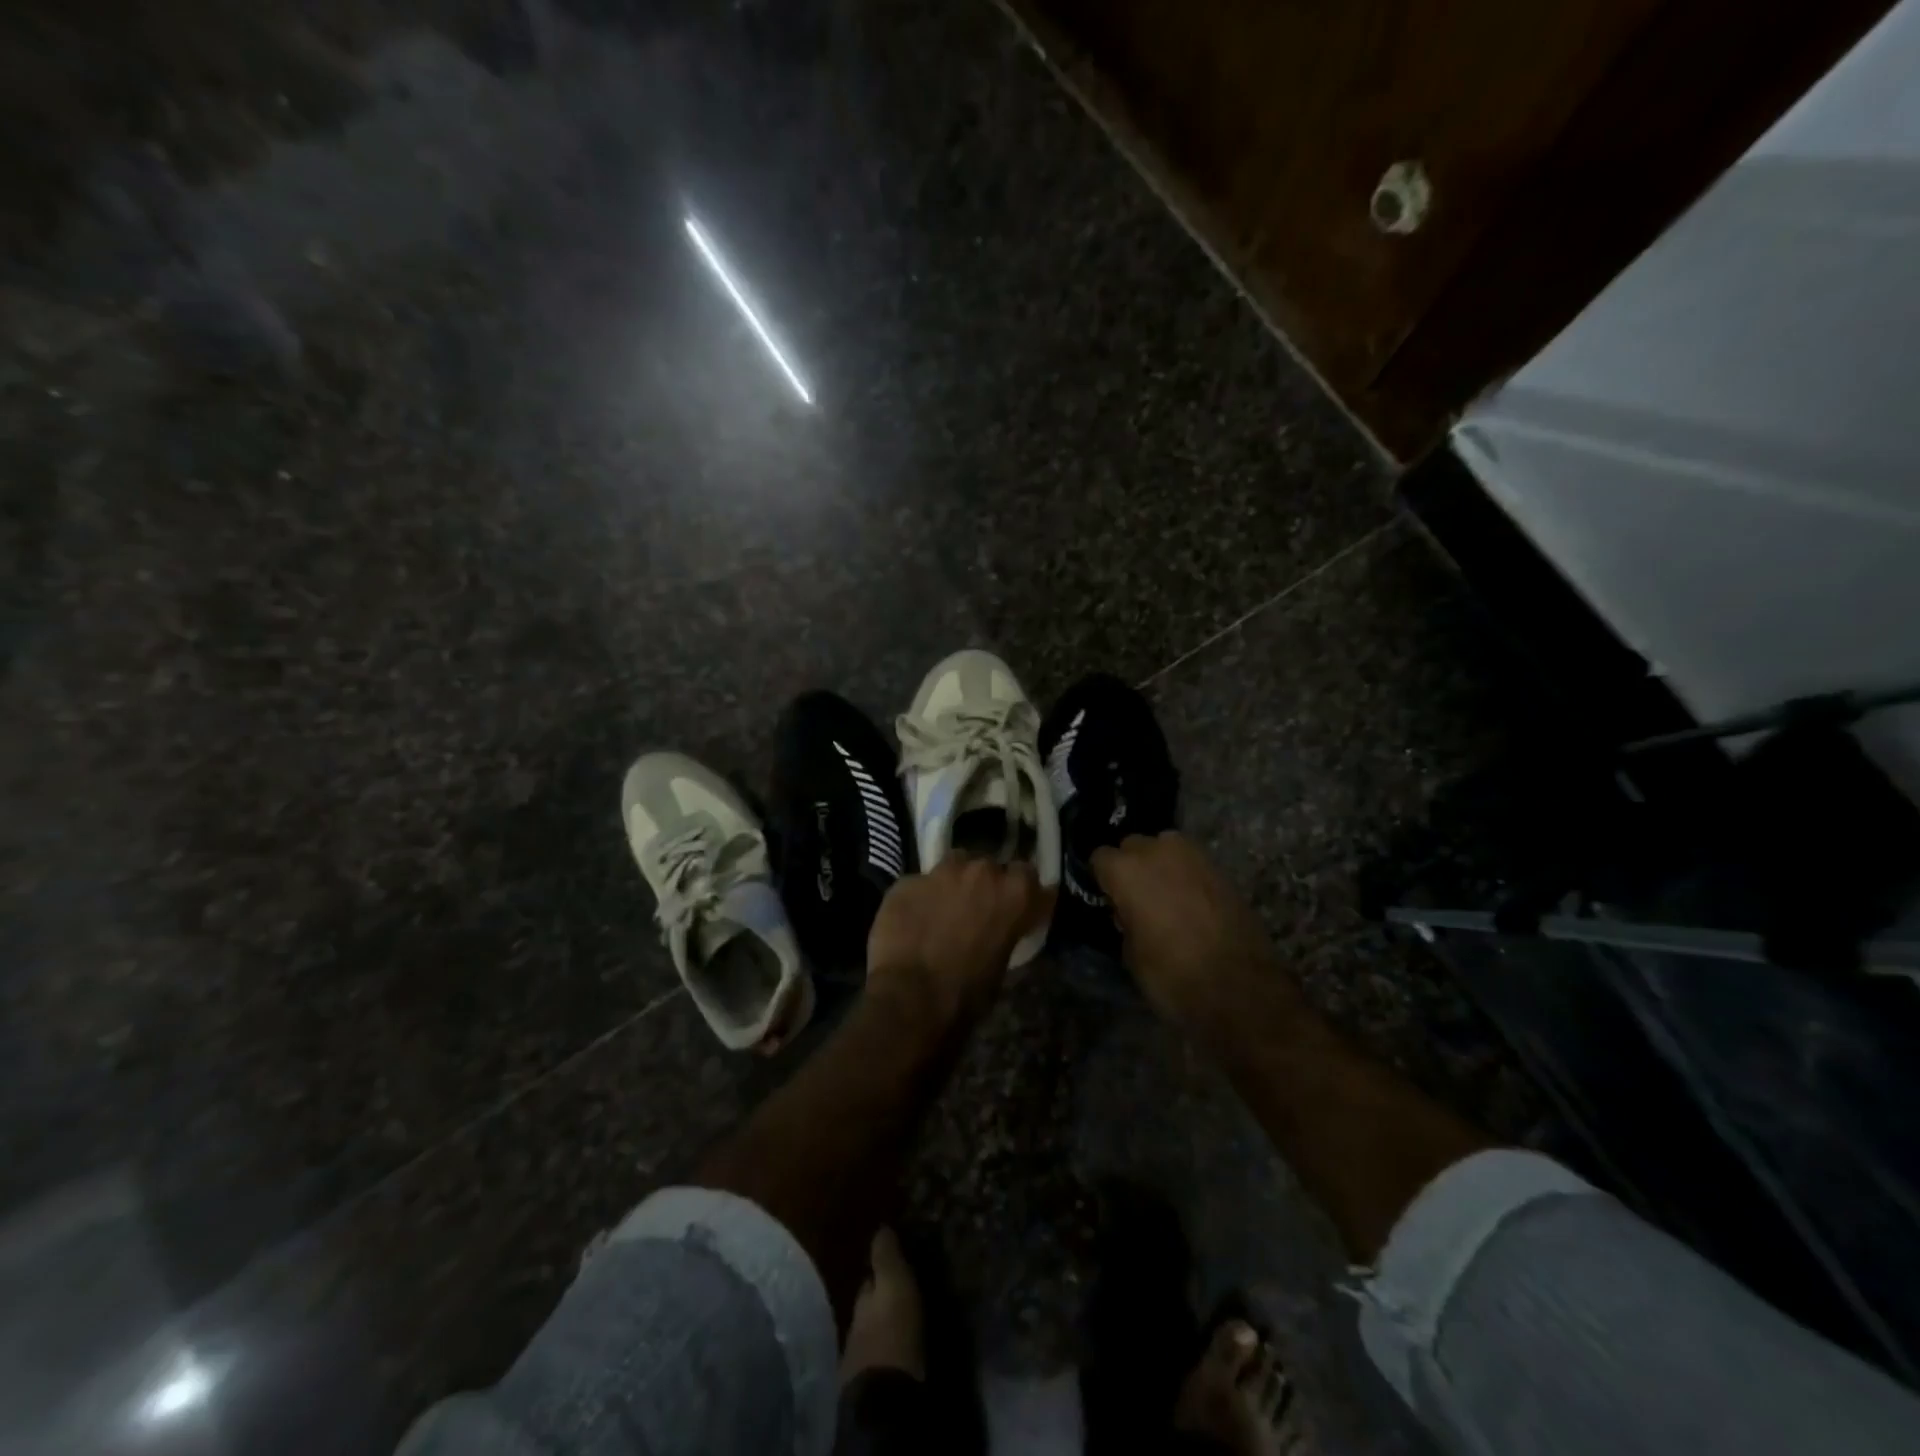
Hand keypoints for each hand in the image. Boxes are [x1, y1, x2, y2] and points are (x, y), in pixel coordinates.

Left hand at [867, 856, 1054, 1026]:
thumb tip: (1000, 931)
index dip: (1022, 892)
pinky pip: (919, 884)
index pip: (1030, 876)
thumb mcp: (1002, 965)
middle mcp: (982, 872)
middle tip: (976, 910)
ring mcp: (941, 872)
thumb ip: (1006, 932)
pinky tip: (911, 921)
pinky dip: (919, 898)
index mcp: (1014, 894)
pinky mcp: (907, 881)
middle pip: (989, 866)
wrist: (910, 998)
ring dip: (954, 882)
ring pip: (954, 864)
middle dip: (985, 885)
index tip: (1017, 907)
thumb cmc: (966, 994)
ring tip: (943, 908)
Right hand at [1091, 832, 1293, 1036]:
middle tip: (1135, 897)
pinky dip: (1186, 875)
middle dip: (1131, 866)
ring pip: (1165, 848)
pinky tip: (1189, 902)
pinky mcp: (1221, 869)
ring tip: (1164, 896)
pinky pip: (1191, 862)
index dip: (1102, 879)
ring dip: (1160, 865)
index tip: (1107, 898)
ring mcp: (1193, 856)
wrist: (1241, 988)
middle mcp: (1157, 852)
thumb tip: (1129, 913)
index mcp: (1126, 871)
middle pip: (1133, 846)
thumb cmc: (1172, 975)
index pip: (1100, 858)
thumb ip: (1125, 921)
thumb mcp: (1131, 955)